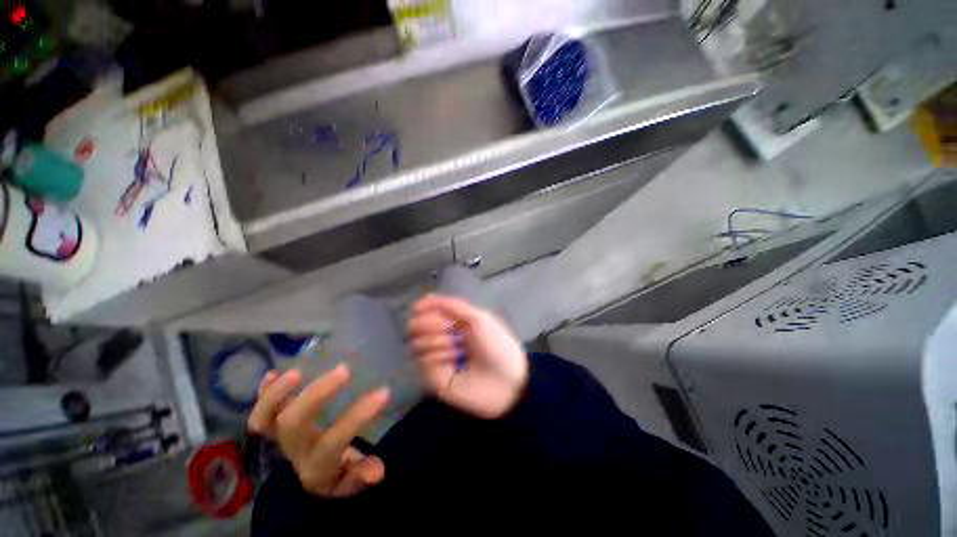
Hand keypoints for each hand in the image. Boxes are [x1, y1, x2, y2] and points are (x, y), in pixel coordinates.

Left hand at [247, 366, 389, 496]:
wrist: (309, 477)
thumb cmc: (336, 474)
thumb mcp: (352, 480)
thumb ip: (362, 473)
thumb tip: (378, 471)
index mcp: (317, 464)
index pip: (335, 439)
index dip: (358, 417)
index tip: (384, 392)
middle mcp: (294, 449)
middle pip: (293, 423)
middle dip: (317, 394)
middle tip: (344, 369)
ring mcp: (279, 437)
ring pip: (264, 419)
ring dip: (277, 394)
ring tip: (298, 371)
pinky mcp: (272, 425)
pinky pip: (259, 412)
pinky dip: (263, 393)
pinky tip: (272, 373)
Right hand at [407, 294, 528, 418]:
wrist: (505, 381)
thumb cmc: (496, 344)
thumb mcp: (478, 318)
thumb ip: (452, 305)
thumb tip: (425, 298)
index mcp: (453, 322)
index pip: (426, 311)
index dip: (423, 308)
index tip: (420, 308)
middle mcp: (442, 338)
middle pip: (415, 326)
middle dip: (428, 323)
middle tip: (446, 328)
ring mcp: (436, 359)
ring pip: (416, 343)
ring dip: (436, 341)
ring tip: (455, 348)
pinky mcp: (433, 378)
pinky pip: (422, 361)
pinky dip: (436, 357)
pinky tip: (452, 361)